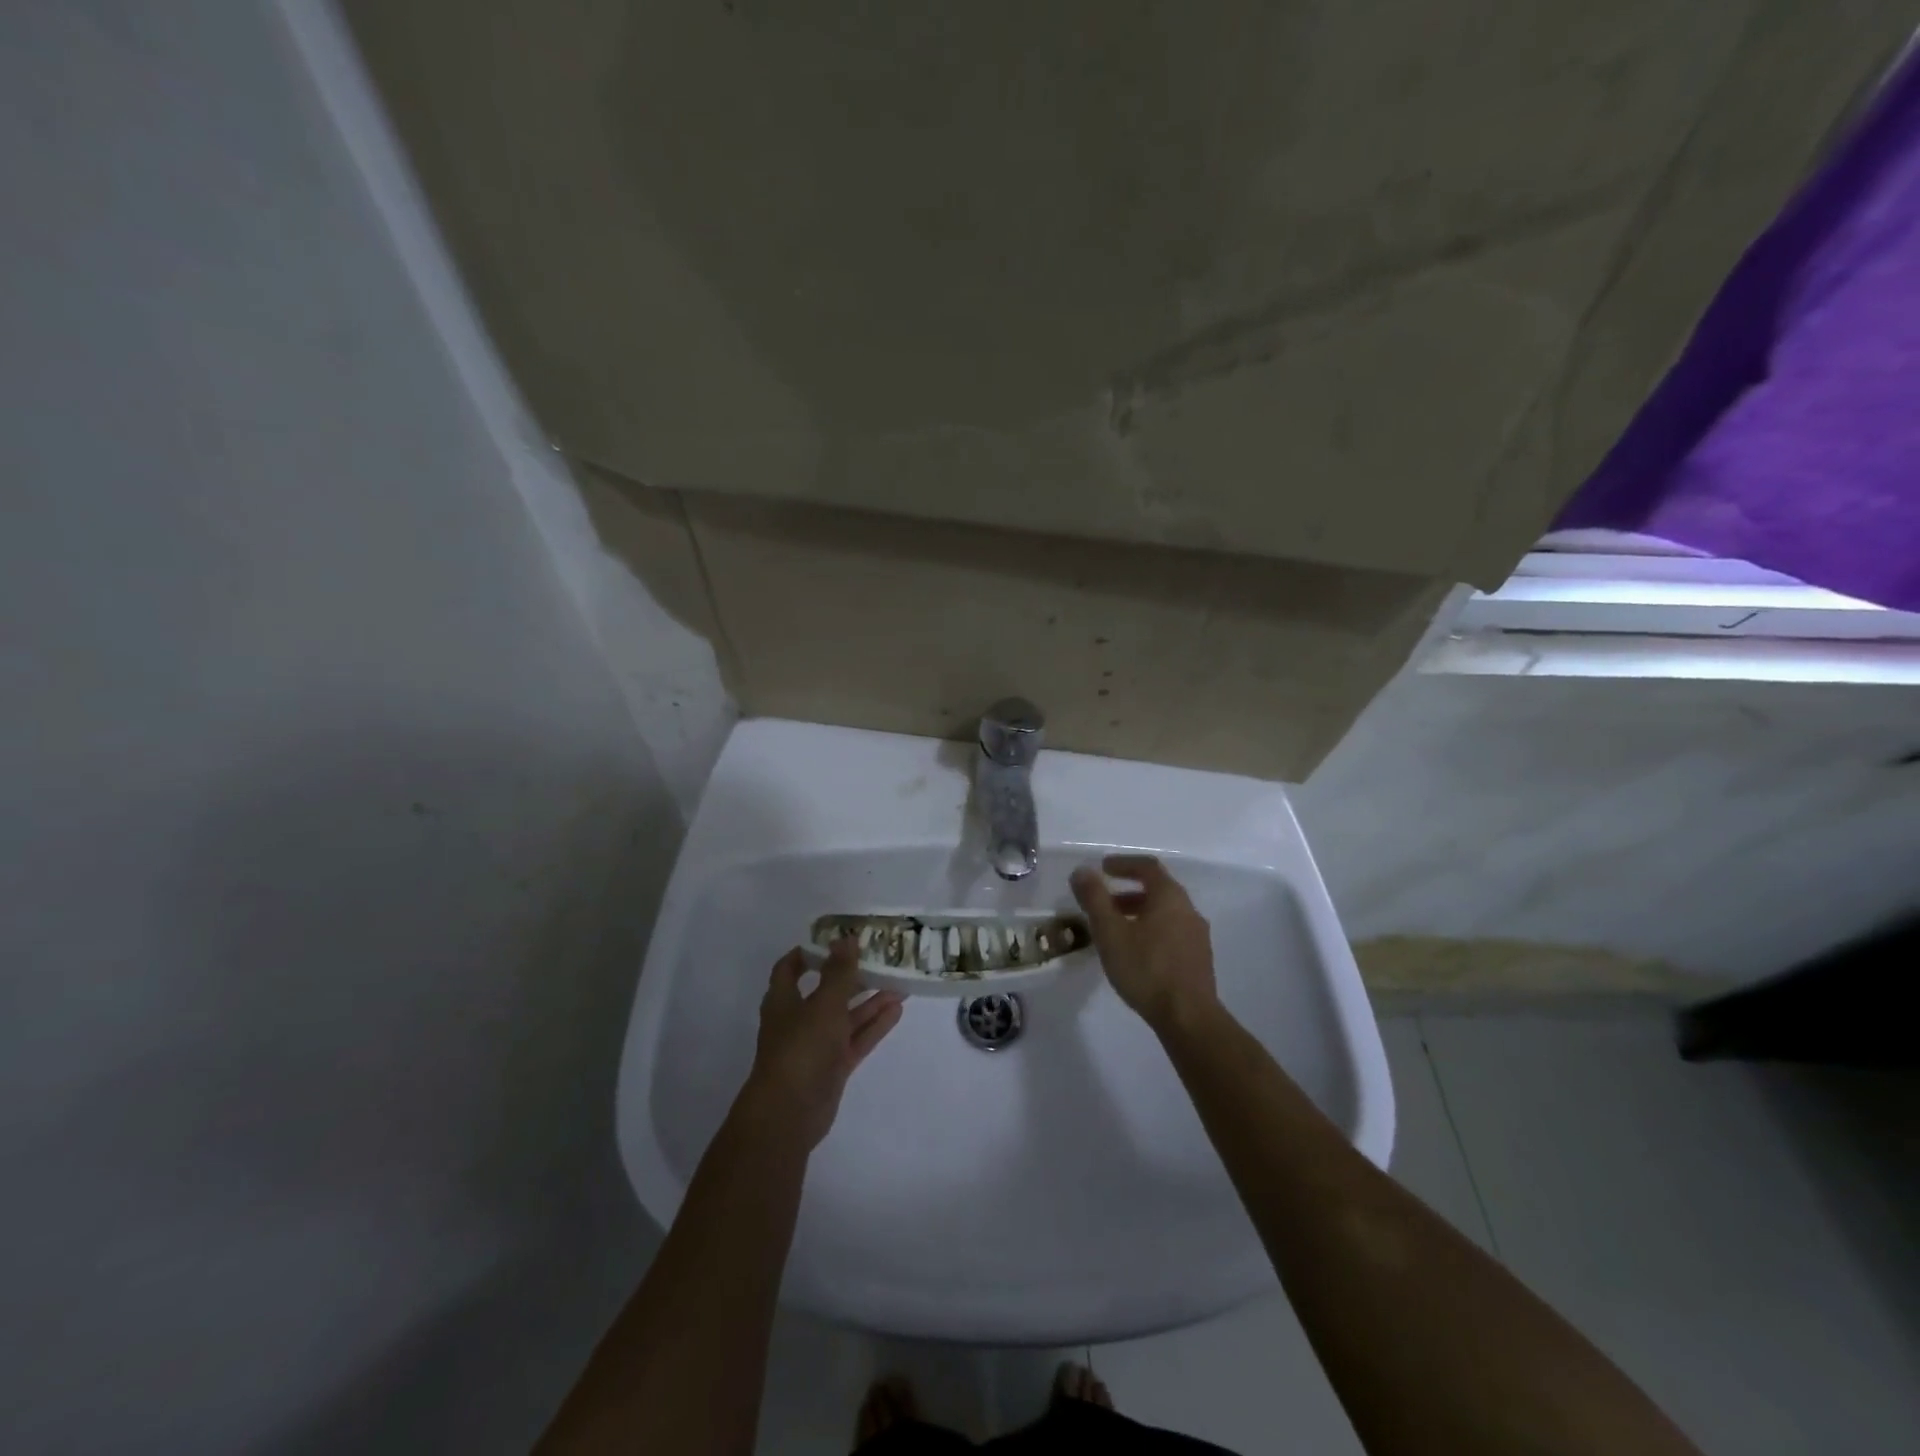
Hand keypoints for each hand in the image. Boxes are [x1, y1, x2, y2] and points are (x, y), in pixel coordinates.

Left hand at [739, 941, 904, 1149]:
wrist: (790, 1113)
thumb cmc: (801, 1048)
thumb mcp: (824, 1004)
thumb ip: (839, 972)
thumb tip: (846, 938)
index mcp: (784, 1000)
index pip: (791, 968)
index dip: (810, 952)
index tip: (836, 939)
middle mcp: (798, 1019)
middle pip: (826, 991)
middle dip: (852, 976)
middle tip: (880, 959)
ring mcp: (817, 1045)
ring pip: (846, 1016)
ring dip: (869, 1001)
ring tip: (899, 984)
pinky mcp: (833, 1066)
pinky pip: (856, 1039)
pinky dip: (874, 1025)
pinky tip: (897, 1010)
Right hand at [1071, 854, 1218, 1033]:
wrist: (1188, 1017)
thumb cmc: (1146, 968)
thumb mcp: (1110, 932)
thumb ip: (1094, 899)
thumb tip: (1082, 871)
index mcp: (1169, 897)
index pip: (1147, 867)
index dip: (1123, 863)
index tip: (1103, 868)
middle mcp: (1188, 910)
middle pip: (1157, 890)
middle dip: (1128, 891)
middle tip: (1103, 902)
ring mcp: (1197, 936)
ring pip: (1164, 913)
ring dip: (1139, 912)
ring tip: (1115, 929)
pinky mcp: (1198, 959)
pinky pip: (1171, 932)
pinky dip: (1151, 930)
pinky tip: (1135, 952)